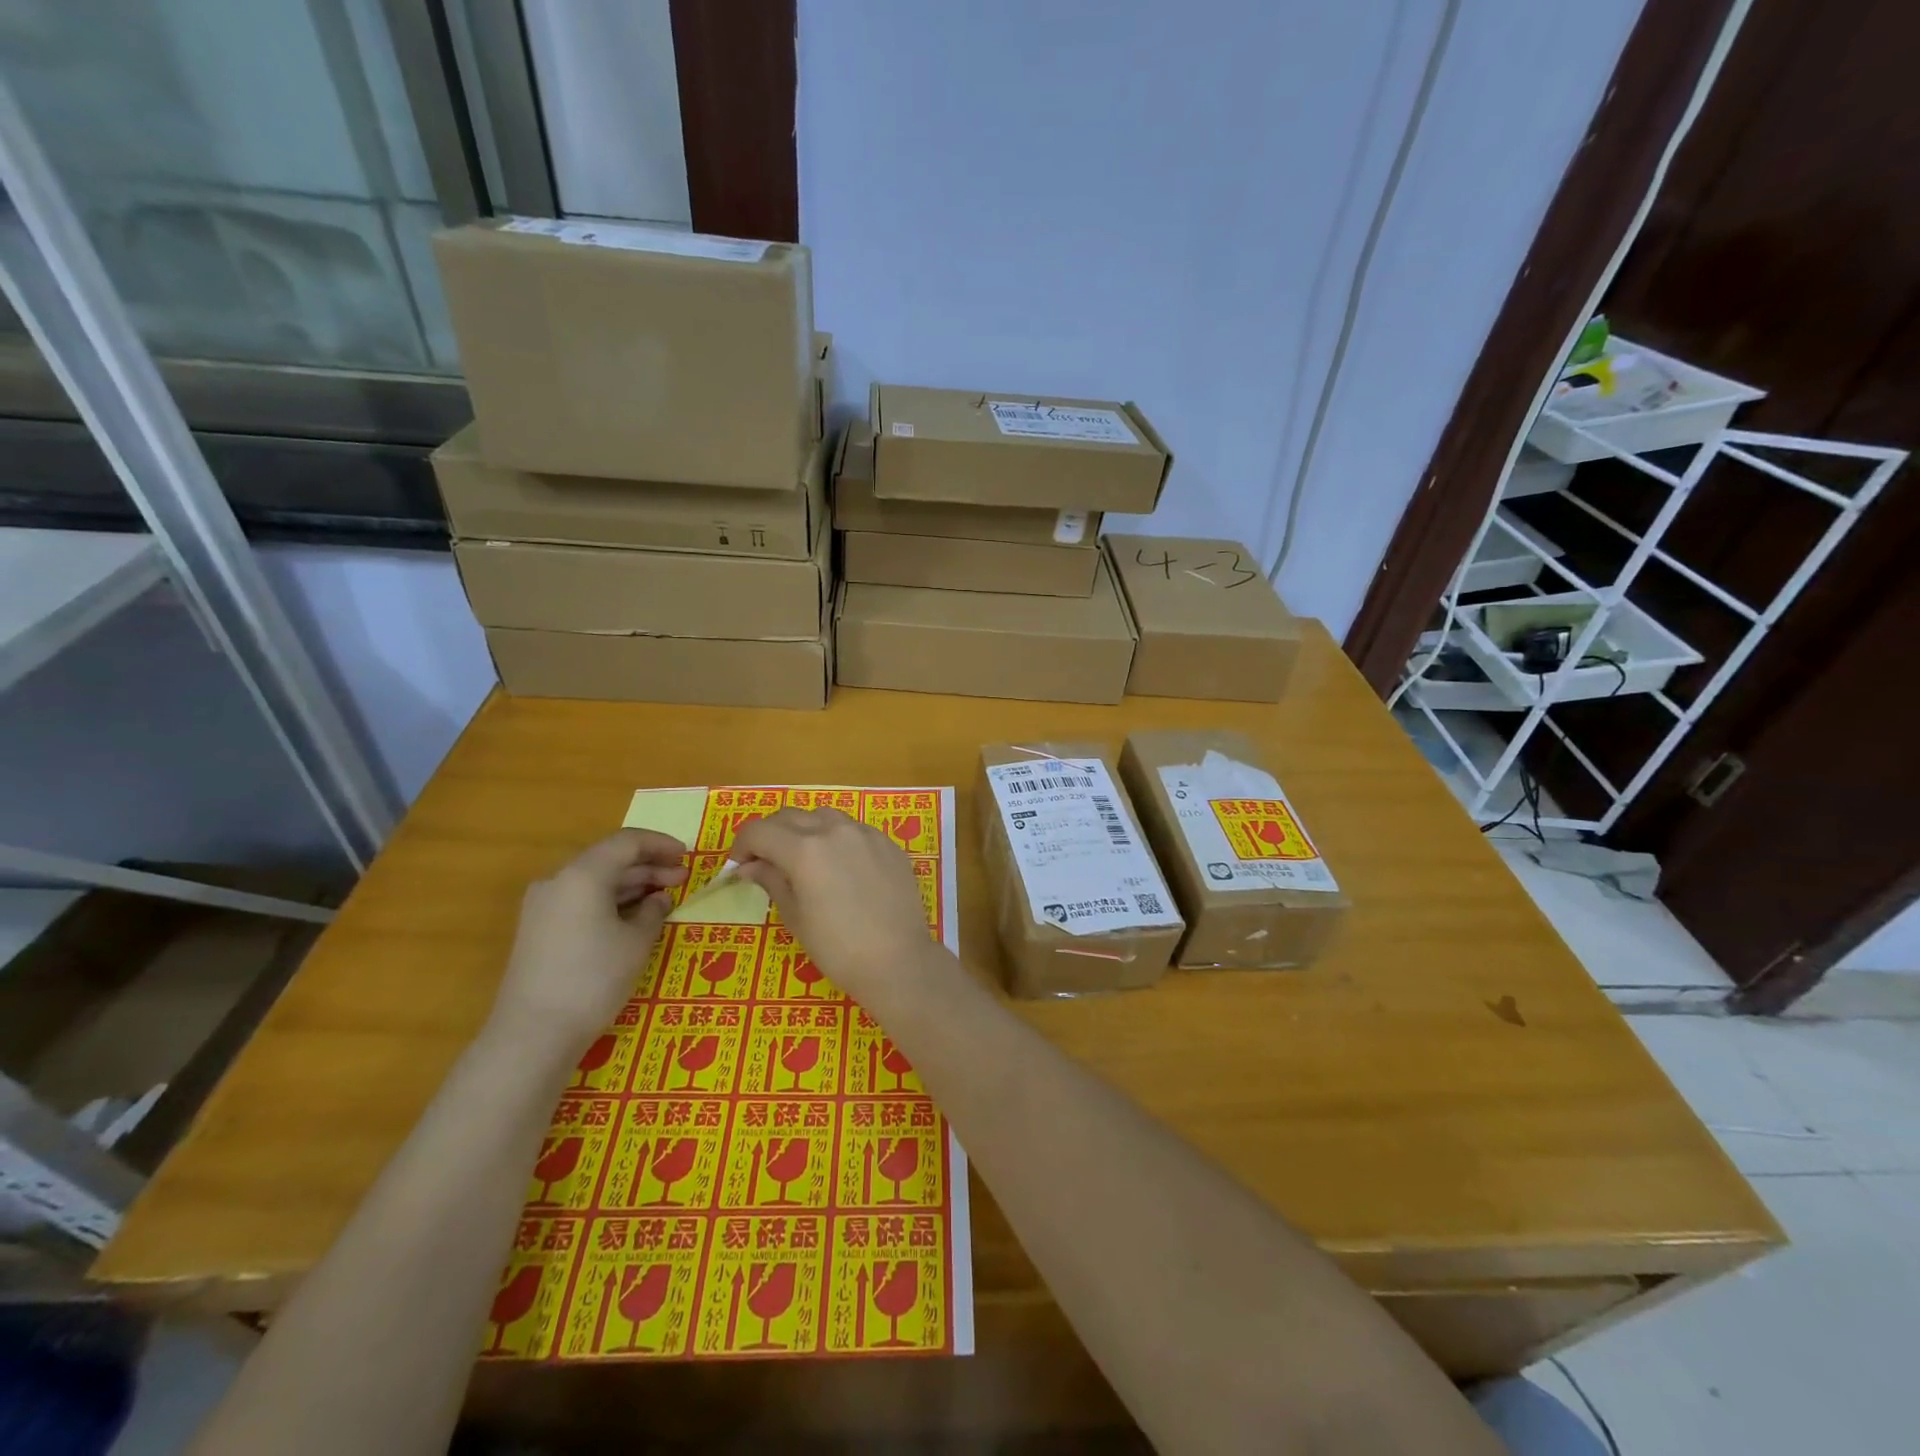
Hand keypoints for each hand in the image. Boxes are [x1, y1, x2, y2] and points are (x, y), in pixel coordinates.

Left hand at [489, 829, 688, 1057]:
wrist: (533, 1034)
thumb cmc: (594, 979)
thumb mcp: (637, 943)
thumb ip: (654, 911)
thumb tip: (659, 899)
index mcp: (583, 874)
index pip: (627, 842)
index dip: (660, 844)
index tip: (687, 855)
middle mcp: (558, 881)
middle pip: (609, 859)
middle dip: (648, 866)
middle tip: (682, 878)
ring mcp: (543, 906)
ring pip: (595, 881)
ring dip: (631, 884)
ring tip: (664, 897)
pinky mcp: (538, 929)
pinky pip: (581, 900)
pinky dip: (610, 901)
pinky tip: (634, 917)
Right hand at [731, 808, 951, 1009]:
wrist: (898, 960)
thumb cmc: (838, 948)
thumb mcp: (795, 917)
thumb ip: (772, 881)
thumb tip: (750, 866)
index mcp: (804, 850)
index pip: (759, 831)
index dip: (742, 845)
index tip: (739, 867)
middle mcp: (834, 830)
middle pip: (789, 816)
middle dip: (770, 834)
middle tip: (765, 862)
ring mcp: (865, 833)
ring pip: (823, 816)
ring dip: (804, 830)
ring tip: (803, 860)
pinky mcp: (888, 843)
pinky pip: (853, 829)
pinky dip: (836, 838)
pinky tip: (840, 866)